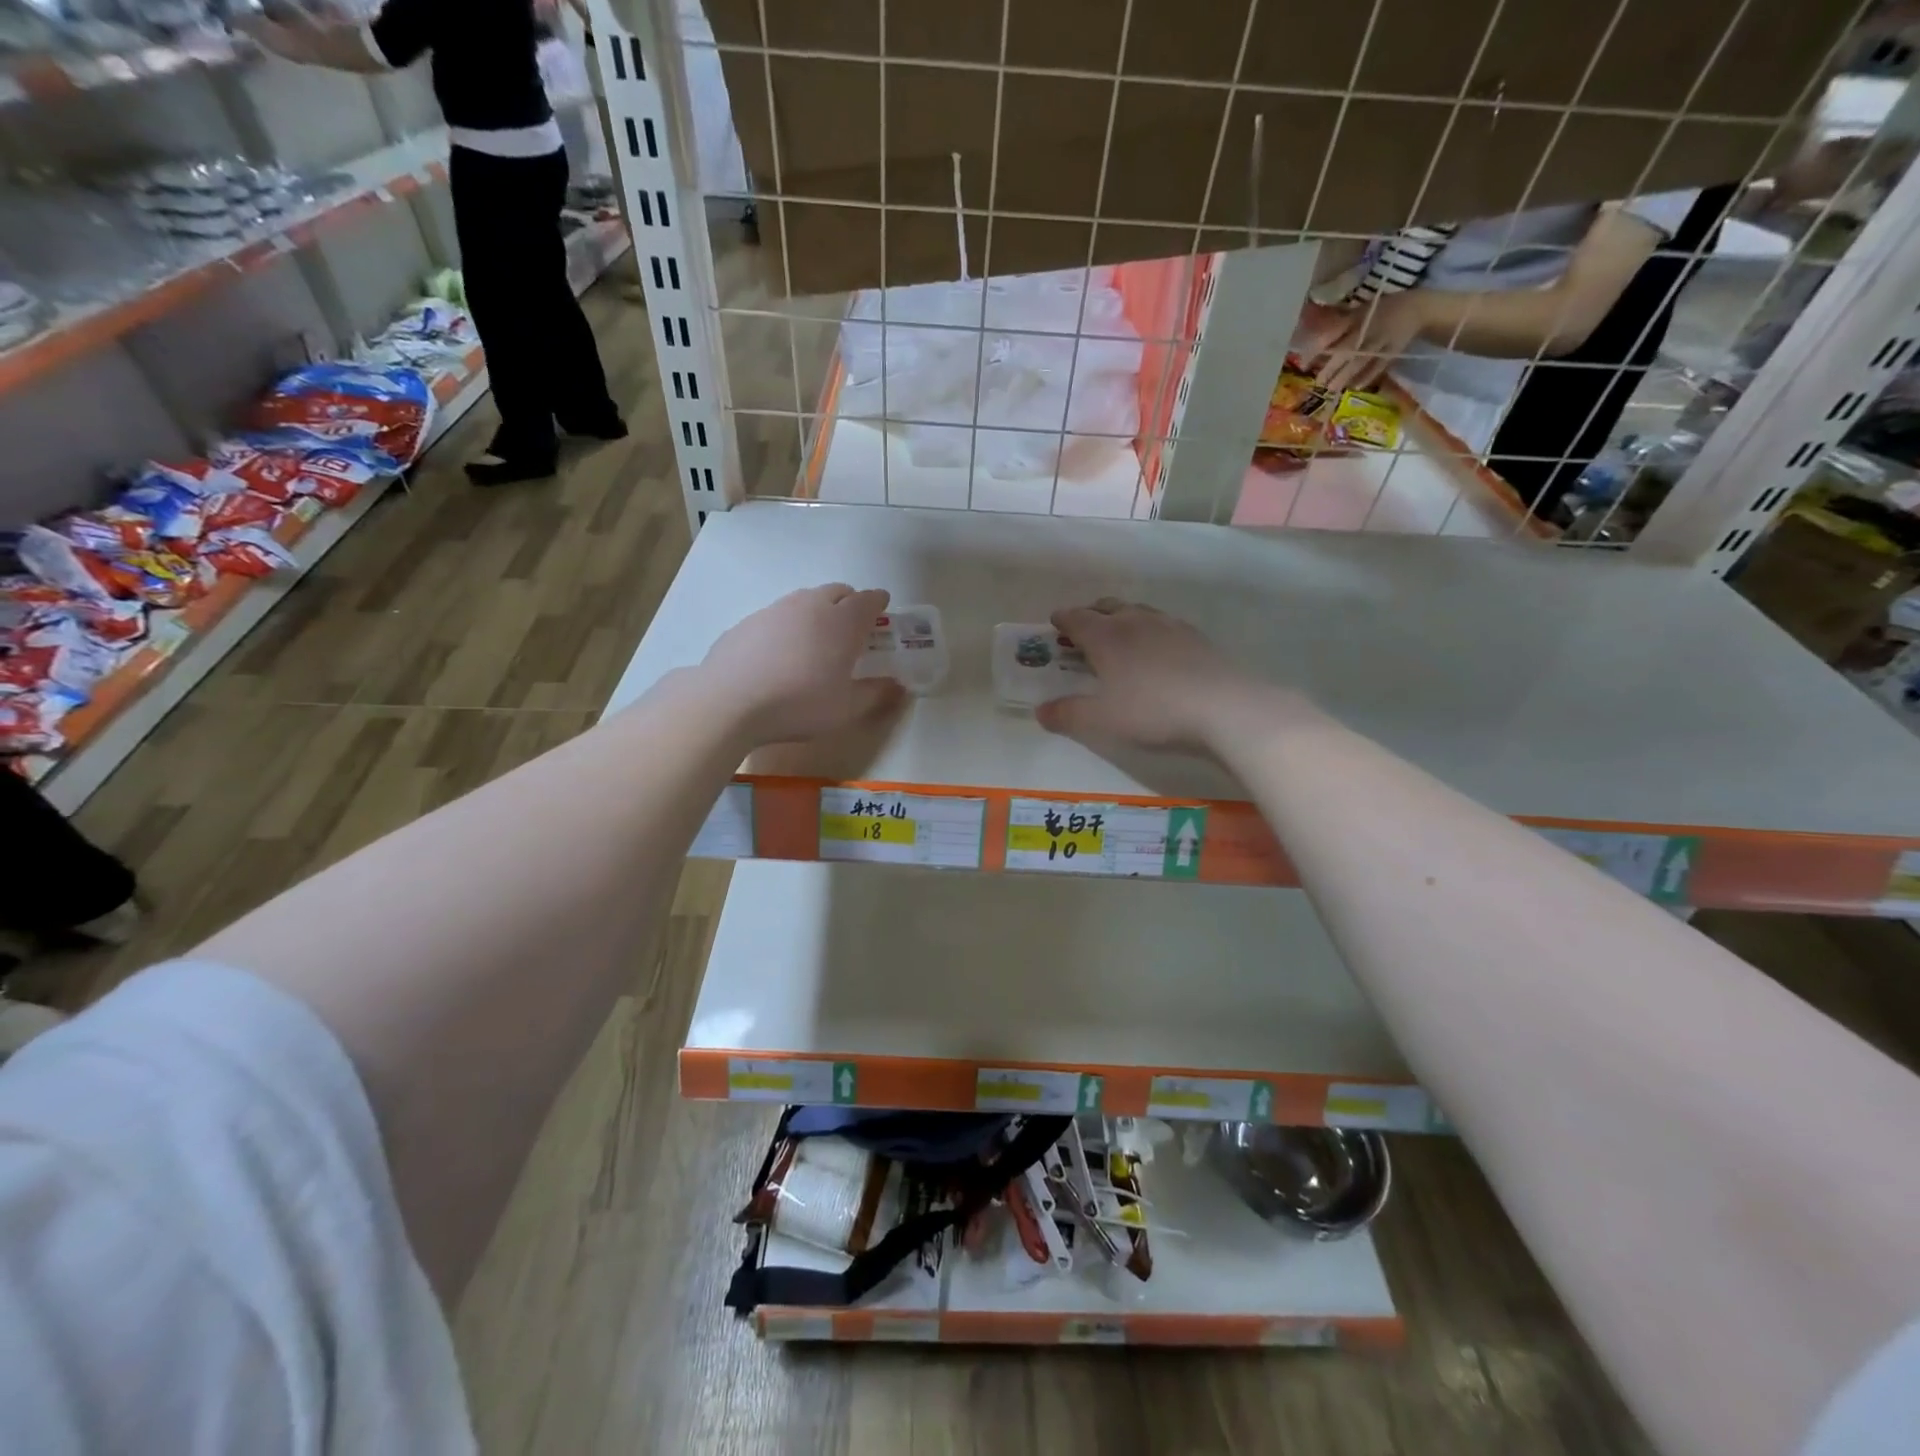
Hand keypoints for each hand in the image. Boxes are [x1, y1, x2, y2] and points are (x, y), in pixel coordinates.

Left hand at [700, 584, 904, 745]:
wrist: (729, 702)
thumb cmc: (799, 704)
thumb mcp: (846, 708)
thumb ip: (876, 693)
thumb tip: (898, 686)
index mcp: (842, 622)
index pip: (868, 600)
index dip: (878, 602)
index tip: (883, 607)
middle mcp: (810, 606)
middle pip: (837, 592)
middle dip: (850, 601)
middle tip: (853, 624)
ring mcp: (775, 610)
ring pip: (804, 600)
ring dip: (817, 610)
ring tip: (816, 637)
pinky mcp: (746, 622)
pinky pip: (776, 616)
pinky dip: (787, 626)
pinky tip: (780, 652)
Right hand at [1035, 599, 1250, 754]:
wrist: (1223, 708)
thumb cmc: (1152, 711)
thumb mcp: (1101, 720)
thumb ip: (1068, 714)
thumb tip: (1040, 711)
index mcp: (1107, 636)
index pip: (1078, 618)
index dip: (1063, 619)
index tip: (1055, 622)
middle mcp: (1136, 621)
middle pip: (1108, 607)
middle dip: (1092, 614)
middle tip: (1083, 628)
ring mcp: (1170, 626)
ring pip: (1138, 611)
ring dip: (1122, 617)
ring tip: (1119, 634)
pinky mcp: (1197, 637)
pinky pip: (1163, 624)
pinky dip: (1150, 629)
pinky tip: (1157, 648)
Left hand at [1304, 291, 1431, 397]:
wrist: (1418, 307)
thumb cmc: (1382, 310)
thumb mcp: (1360, 311)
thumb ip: (1339, 324)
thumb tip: (1313, 340)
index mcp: (1358, 316)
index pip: (1334, 332)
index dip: (1317, 348)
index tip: (1303, 363)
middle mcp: (1369, 328)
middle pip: (1348, 349)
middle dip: (1332, 366)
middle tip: (1318, 381)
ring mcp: (1383, 340)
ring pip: (1362, 360)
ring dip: (1346, 375)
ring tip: (1331, 388)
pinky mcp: (1394, 350)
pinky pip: (1380, 366)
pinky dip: (1368, 377)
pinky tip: (1355, 387)